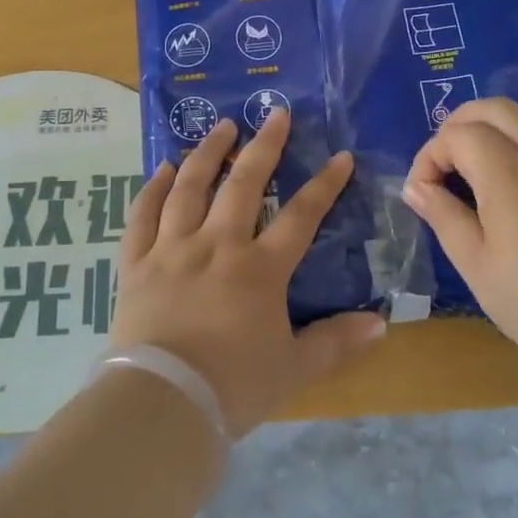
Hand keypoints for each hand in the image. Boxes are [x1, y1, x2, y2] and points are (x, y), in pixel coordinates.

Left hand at [111, 110, 385, 437]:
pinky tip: (162, 168)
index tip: (340, 157)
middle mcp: (216, 246)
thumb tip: (380, 324)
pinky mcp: (136, 264)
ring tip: (220, 126)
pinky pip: (142, 216)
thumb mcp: (293, 368)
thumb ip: (336, 343)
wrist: (161, 404)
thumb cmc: (233, 387)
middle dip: (263, 147)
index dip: (324, 186)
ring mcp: (172, 250)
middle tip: (275, 114)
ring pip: (190, 189)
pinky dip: (152, 189)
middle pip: (243, 185)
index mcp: (259, 269)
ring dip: (207, 153)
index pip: (300, 217)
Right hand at [401, 98, 517, 380]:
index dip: (430, 157)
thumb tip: (416, 188)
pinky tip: (516, 170)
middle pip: (493, 109)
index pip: (457, 136)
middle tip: (442, 165)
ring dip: (494, 123)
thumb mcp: (475, 263)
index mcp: (507, 171)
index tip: (422, 194)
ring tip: (476, 160)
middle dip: (457, 126)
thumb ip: (443, 215)